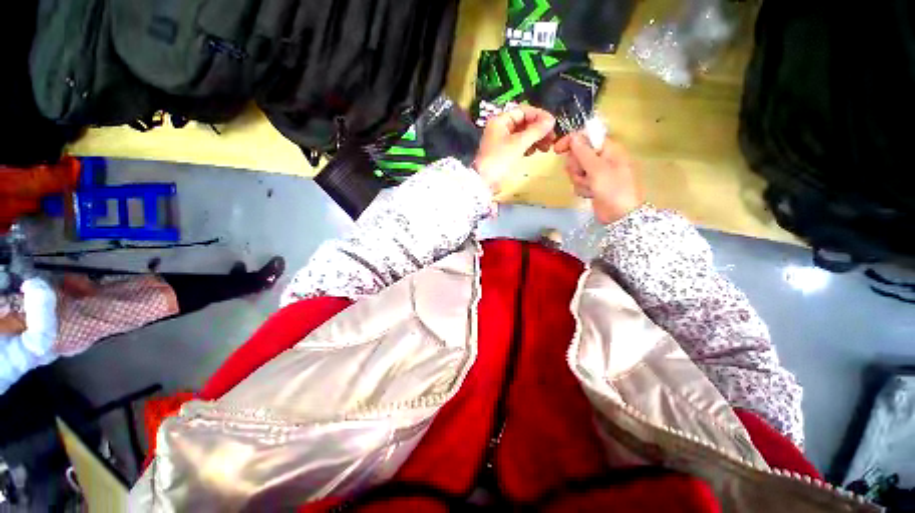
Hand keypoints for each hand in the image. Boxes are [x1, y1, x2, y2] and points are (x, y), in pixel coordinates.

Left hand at [473, 105, 555, 193]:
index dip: (539, 116)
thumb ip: (535, 131)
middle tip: (552, 138)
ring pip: (523, 134)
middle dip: (539, 129)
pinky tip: (535, 152)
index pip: (524, 111)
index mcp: (501, 120)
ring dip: (536, 139)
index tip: (552, 124)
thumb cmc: (499, 160)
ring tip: (546, 147)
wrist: (484, 181)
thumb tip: (551, 120)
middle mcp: (501, 127)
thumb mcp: (518, 144)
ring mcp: (502, 140)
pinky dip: (528, 146)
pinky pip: (519, 145)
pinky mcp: (504, 152)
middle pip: (524, 123)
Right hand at [555, 134, 642, 223]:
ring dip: (579, 180)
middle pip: (578, 155)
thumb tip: (573, 136)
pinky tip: (590, 194)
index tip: (557, 149)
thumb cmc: (613, 189)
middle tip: (583, 174)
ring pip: (576, 170)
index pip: (586, 138)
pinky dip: (582, 188)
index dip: (571, 141)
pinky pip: (579, 182)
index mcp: (608, 149)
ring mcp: (597, 173)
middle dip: (576, 167)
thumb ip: (584, 152)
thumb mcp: (598, 169)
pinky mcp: (592, 185)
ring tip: (590, 187)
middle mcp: (602, 159)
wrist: (620, 216)